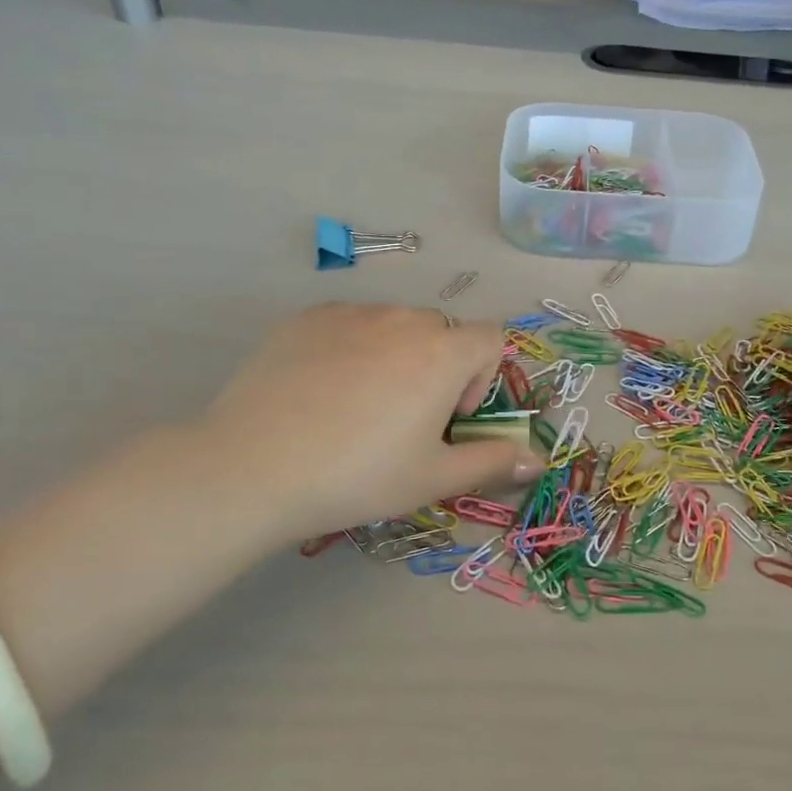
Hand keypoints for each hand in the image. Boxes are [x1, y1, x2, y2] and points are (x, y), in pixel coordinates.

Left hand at [187, 304, 542, 542]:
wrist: (253, 466)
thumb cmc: (358, 476)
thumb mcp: (432, 478)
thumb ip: (493, 462)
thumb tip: (538, 460)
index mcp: (441, 352)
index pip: (490, 338)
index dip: (483, 377)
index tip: (450, 418)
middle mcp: (402, 318)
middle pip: (441, 332)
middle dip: (438, 368)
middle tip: (405, 419)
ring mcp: (350, 312)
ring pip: (393, 325)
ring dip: (395, 356)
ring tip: (357, 406)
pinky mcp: (306, 317)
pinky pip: (349, 323)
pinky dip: (351, 348)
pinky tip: (320, 392)